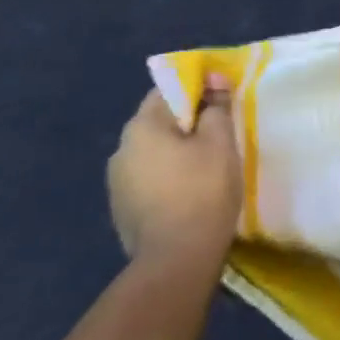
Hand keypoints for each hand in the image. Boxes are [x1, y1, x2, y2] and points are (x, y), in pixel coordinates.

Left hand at [106, 85, 242, 270]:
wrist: (177, 259)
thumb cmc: (202, 190)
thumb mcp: (219, 142)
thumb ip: (216, 106)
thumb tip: (214, 81)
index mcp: (141, 127)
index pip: (167, 90)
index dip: (197, 87)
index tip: (222, 97)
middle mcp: (120, 149)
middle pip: (159, 121)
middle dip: (188, 121)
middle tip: (220, 131)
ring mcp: (117, 183)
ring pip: (153, 152)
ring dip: (177, 151)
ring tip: (207, 164)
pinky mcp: (122, 210)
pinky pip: (149, 178)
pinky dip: (168, 176)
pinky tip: (190, 191)